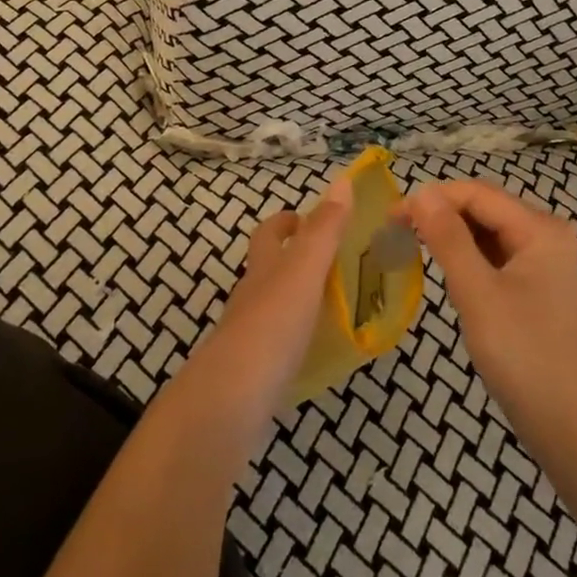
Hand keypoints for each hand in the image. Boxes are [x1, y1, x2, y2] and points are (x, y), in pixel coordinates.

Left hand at [177, 180, 350, 451]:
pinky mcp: (254, 370)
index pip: (269, 233)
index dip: (286, 222)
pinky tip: (318, 349)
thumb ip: (325, 229)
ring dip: (297, 298)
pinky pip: (278, 343)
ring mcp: (249, 334)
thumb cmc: (273, 323)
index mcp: (264, 267)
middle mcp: (252, 295)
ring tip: (334, 304)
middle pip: (267, 268)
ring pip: (272, 305)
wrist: (233, 396)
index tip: (306, 218)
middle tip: (332, 262)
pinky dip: (297, 337)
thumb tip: (343, 180)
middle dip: (291, 259)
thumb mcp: (306, 269)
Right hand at [400, 180, 576, 460]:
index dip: (432, 198)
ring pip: (487, 231)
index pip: (477, 194)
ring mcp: (543, 260)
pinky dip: (467, 256)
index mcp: (540, 228)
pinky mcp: (535, 284)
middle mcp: (546, 234)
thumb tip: (421, 192)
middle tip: (395, 232)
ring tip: (411, 247)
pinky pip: (494, 255)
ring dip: (451, 235)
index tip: (390, 217)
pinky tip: (446, 270)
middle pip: (484, 208)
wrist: (569, 424)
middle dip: (440, 214)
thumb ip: (448, 239)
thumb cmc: (523, 355)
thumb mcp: (478, 294)